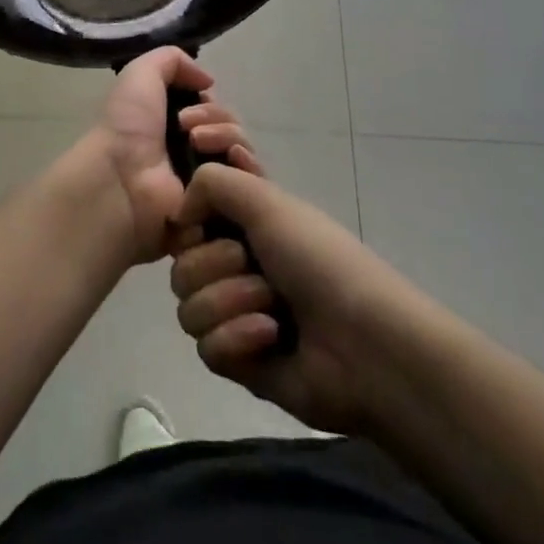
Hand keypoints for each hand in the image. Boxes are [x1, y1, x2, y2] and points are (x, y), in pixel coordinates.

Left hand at [78, 46, 234, 264]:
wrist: (122, 178)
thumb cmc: (127, 125)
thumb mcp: (141, 73)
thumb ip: (172, 60)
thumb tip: (208, 81)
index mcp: (173, 124)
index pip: (214, 110)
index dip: (210, 102)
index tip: (194, 101)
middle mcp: (192, 151)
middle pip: (231, 127)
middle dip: (218, 118)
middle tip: (188, 127)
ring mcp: (208, 180)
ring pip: (242, 150)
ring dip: (228, 137)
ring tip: (198, 143)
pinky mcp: (221, 207)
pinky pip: (251, 183)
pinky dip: (246, 166)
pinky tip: (230, 160)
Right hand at [168, 151, 408, 436]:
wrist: (364, 345)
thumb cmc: (318, 260)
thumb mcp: (266, 200)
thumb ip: (211, 182)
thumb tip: (179, 213)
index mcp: (244, 224)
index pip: (191, 213)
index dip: (190, 215)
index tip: (199, 216)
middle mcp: (235, 264)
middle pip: (181, 262)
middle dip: (215, 264)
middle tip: (254, 267)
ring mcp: (234, 314)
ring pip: (188, 306)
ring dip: (230, 302)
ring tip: (272, 309)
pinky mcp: (238, 360)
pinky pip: (206, 346)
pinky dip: (238, 339)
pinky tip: (271, 339)